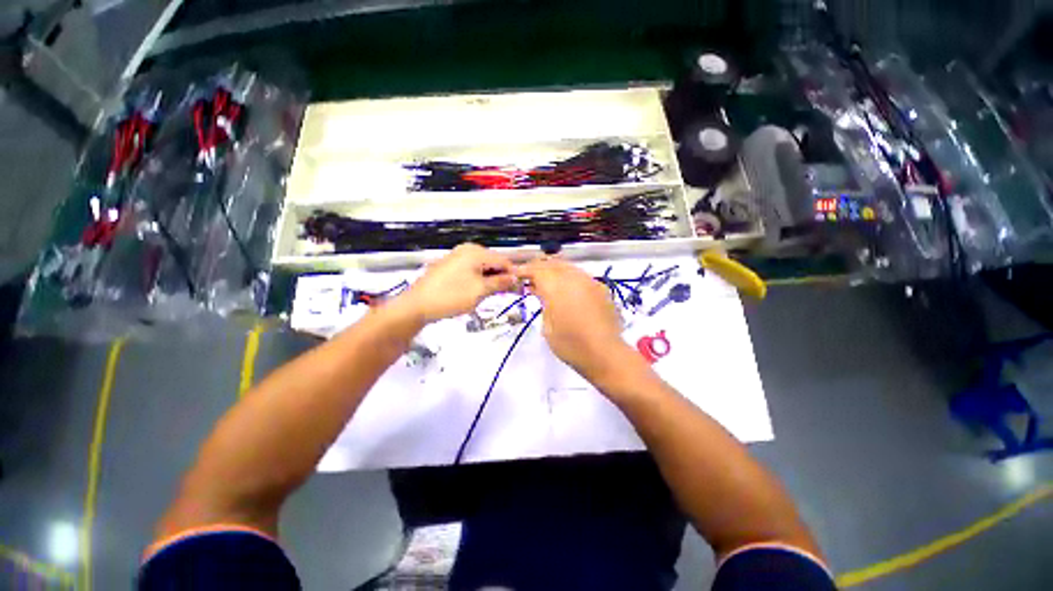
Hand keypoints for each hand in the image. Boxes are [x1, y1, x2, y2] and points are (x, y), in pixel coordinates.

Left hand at [394, 244, 517, 322]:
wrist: (417, 305)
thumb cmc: (451, 296)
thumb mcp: (480, 291)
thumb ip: (500, 283)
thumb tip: (515, 278)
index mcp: (475, 252)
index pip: (503, 260)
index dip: (513, 274)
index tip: (520, 287)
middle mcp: (467, 250)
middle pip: (492, 262)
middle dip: (501, 277)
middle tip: (507, 293)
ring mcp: (457, 258)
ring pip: (482, 268)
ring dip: (490, 280)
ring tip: (492, 295)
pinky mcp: (450, 267)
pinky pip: (471, 271)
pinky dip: (478, 280)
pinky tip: (478, 292)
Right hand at [516, 257, 630, 381]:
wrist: (605, 354)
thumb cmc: (571, 345)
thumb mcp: (547, 326)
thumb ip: (543, 303)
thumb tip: (540, 290)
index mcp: (557, 288)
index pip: (537, 270)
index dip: (525, 270)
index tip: (517, 274)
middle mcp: (574, 278)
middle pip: (553, 264)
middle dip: (539, 267)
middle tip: (530, 275)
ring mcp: (590, 281)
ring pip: (568, 267)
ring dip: (554, 269)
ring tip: (547, 280)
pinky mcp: (601, 288)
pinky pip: (581, 275)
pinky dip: (569, 276)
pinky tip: (566, 287)